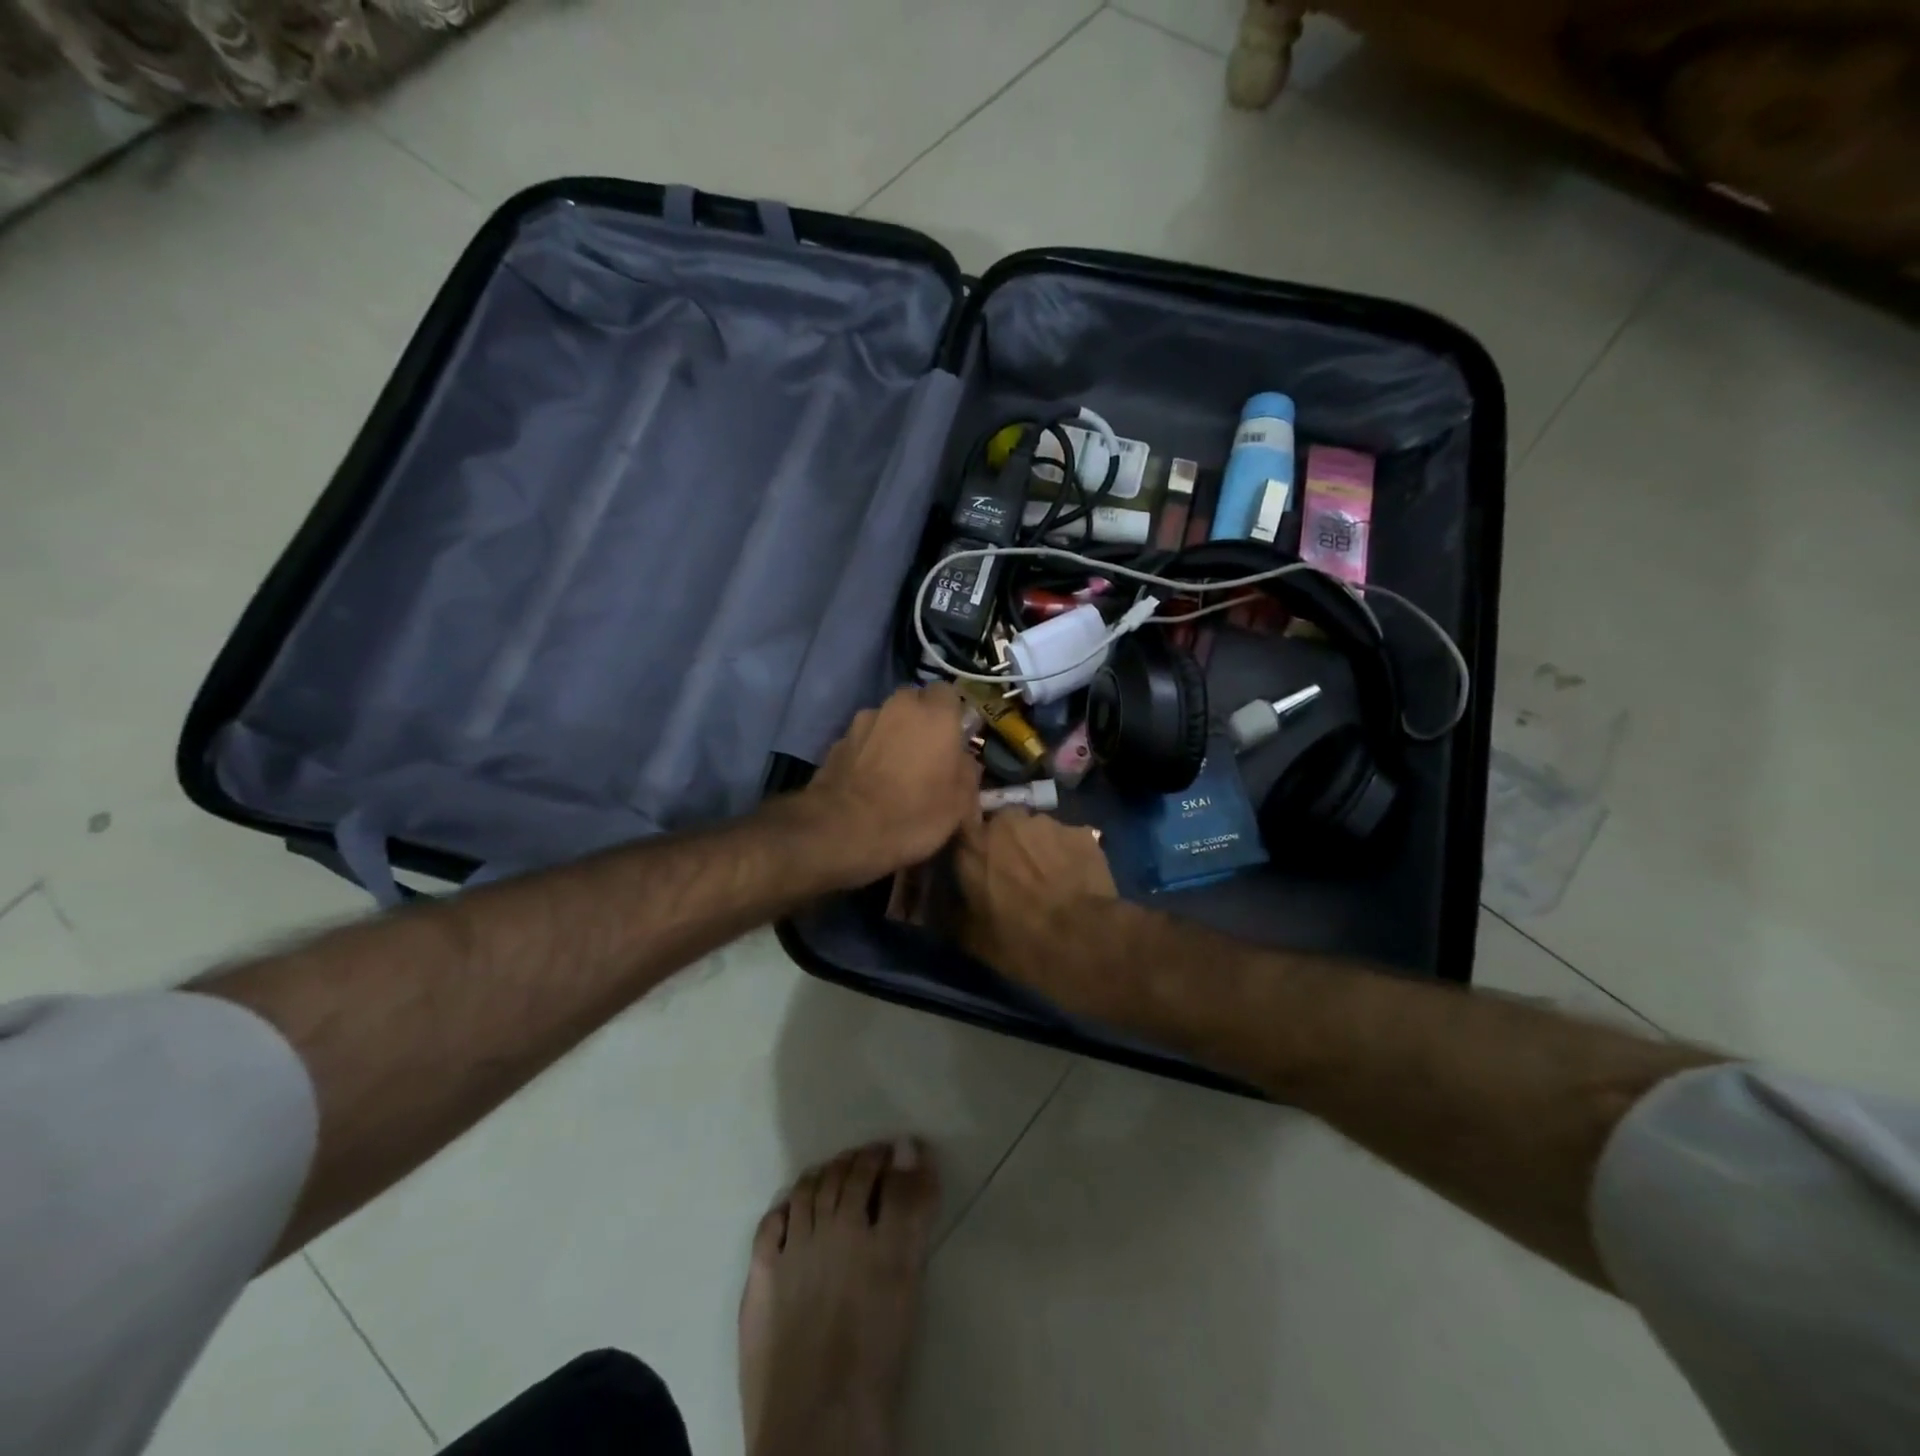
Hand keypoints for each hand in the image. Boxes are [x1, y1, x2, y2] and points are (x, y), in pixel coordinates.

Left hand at [798, 685, 981, 884]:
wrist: (843, 829)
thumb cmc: (913, 814)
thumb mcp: (959, 805)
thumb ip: (968, 773)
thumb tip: (964, 761)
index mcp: (935, 714)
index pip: (949, 693)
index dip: (952, 714)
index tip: (955, 738)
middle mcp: (898, 706)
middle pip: (915, 702)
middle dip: (922, 721)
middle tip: (927, 753)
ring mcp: (863, 721)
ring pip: (886, 719)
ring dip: (893, 735)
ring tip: (895, 770)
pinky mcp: (838, 741)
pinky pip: (864, 740)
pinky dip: (869, 752)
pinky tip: (870, 781)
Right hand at [953, 809, 1117, 1007]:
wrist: (1083, 940)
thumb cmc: (1018, 940)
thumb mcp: (971, 938)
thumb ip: (951, 912)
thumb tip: (942, 903)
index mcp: (972, 844)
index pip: (961, 832)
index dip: (969, 848)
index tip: (974, 867)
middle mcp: (1006, 822)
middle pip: (1001, 825)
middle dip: (1005, 844)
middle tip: (1013, 874)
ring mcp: (1047, 823)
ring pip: (1035, 830)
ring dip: (1037, 847)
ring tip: (1049, 878)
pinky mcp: (1081, 832)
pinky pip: (1067, 840)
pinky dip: (1067, 854)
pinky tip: (1075, 879)